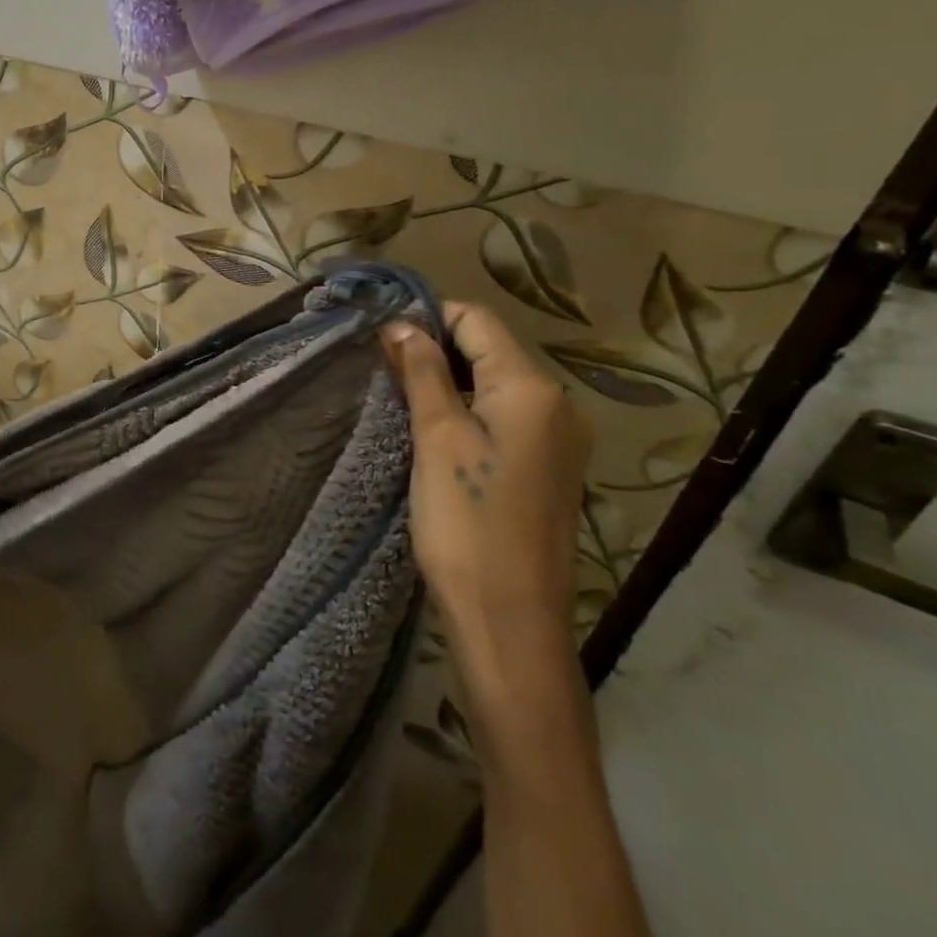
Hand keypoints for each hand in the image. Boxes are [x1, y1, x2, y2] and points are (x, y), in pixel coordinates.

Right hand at [381, 304, 590, 703]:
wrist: (509, 620)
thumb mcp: (436, 438)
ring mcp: (556, 439)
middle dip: (433, 348)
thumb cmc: (466, 523)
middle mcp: (556, 405)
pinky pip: (503, 416)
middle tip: (379, 364)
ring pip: (494, 383)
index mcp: (532, 389)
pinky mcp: (545, 468)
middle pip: (488, 349)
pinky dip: (465, 409)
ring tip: (397, 392)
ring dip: (446, 379)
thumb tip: (400, 324)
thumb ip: (421, 372)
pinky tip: (431, 427)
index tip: (380, 333)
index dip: (427, 316)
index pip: (477, 321)